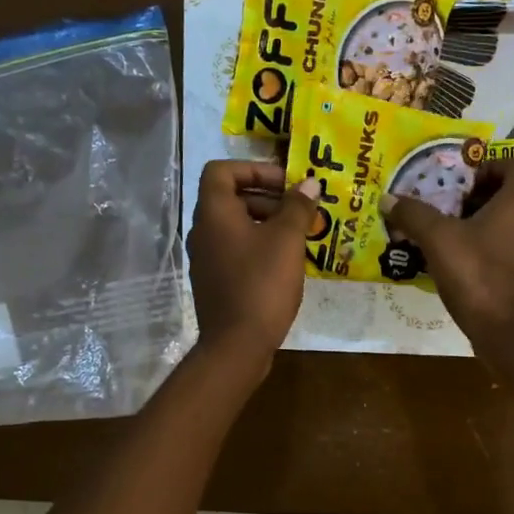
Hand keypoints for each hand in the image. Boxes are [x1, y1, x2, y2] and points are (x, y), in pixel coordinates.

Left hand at [186, 160, 315, 374]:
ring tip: (300, 236)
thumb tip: (310, 184)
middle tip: (300, 210)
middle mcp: (203, 231)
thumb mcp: (287, 241)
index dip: (254, 169)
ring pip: (236, 226)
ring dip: (267, 223)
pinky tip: (286, 264)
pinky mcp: (215, 281)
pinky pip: (237, 251)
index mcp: (214, 213)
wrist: (236, 345)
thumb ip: (298, 207)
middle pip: (232, 198)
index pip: (222, 171)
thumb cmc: (261, 284)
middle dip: (268, 198)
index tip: (286, 183)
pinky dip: (260, 247)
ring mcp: (206, 259)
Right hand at [380, 155, 513, 353]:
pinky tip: (451, 263)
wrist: (508, 333)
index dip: (495, 162)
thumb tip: (388, 199)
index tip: (465, 177)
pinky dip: (479, 249)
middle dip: (475, 195)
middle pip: (509, 194)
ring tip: (441, 234)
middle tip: (444, 205)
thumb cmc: (479, 276)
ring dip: (474, 224)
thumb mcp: (438, 240)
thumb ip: (414, 215)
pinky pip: (500, 250)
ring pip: (503, 224)